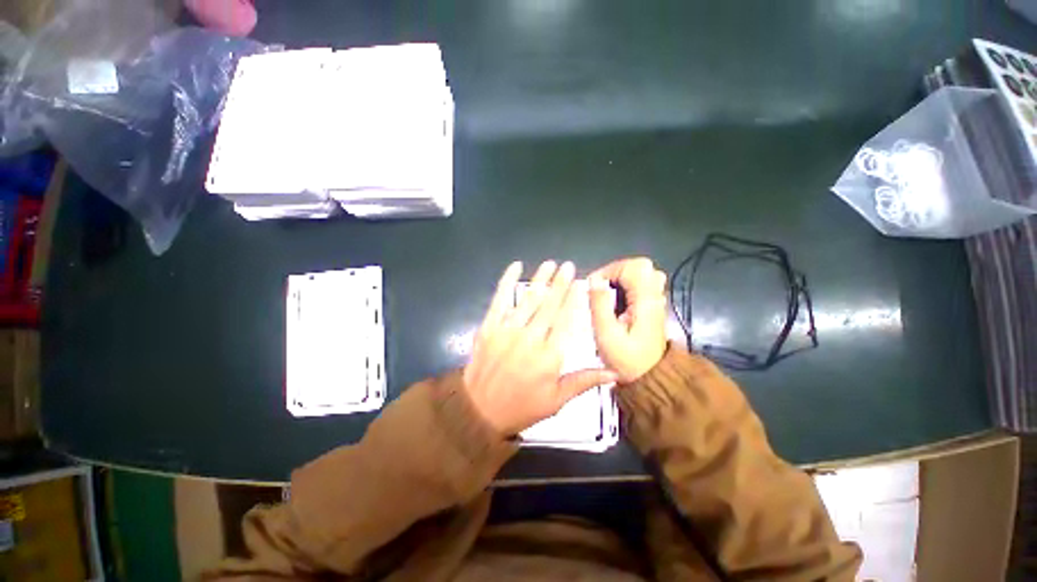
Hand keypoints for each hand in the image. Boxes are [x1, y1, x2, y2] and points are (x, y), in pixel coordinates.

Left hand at [464, 261, 618, 435]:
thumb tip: (614, 372)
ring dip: (540, 279)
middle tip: (568, 266)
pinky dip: (507, 281)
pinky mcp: (489, 326)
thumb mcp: (556, 400)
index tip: (580, 283)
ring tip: (550, 264)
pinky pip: (499, 299)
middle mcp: (530, 338)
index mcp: (549, 356)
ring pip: (528, 299)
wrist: (479, 410)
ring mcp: (507, 330)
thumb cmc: (522, 406)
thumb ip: (584, 381)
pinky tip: (515, 266)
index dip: (574, 300)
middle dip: (560, 284)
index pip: (566, 321)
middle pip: (549, 305)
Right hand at [588, 258, 667, 382]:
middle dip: (615, 272)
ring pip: (641, 273)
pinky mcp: (652, 306)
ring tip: (606, 294)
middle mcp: (654, 296)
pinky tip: (616, 302)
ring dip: (620, 278)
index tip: (594, 286)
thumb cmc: (625, 359)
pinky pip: (640, 284)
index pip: (633, 267)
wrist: (649, 378)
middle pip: (640, 266)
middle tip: (600, 288)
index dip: (610, 270)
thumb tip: (594, 279)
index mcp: (646, 301)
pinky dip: (625, 286)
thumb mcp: (607, 334)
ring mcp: (655, 300)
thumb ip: (599, 305)